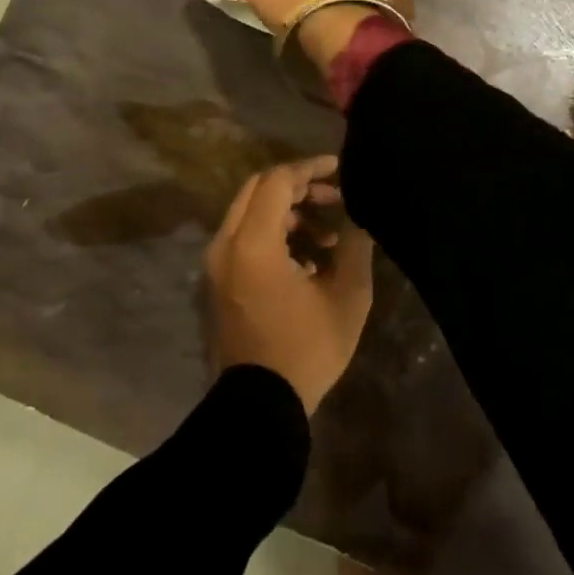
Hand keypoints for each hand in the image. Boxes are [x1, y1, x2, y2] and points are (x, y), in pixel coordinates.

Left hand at [204, 156, 374, 415]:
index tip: (338, 168)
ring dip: (288, 213)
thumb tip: (356, 219)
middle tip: (334, 196)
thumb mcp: (346, 297)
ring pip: (250, 214)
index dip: (309, 168)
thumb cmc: (306, 349)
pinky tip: (307, 260)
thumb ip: (354, 247)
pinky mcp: (217, 283)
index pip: (277, 181)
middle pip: (258, 190)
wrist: (260, 406)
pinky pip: (244, 239)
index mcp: (253, 244)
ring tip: (328, 237)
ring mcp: (216, 265)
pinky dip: (273, 235)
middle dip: (298, 186)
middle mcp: (225, 246)